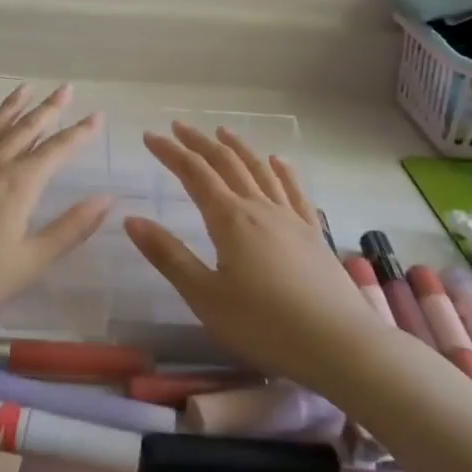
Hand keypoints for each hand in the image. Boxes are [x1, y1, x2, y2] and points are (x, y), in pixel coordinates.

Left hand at [0, 84, 110, 345]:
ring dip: (11, 107)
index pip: (57, 150)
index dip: (79, 133)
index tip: (97, 115)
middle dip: (49, 109)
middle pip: (25, 128)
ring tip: (25, 89)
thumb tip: (106, 198)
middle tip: (65, 88)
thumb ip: (71, 228)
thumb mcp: (31, 261)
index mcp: (20, 184)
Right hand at [123, 122, 382, 392]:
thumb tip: (131, 219)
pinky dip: (283, 171)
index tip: (150, 136)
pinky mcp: (314, 235)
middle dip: (200, 143)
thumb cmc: (263, 325)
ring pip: (260, 171)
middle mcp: (260, 209)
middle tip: (178, 126)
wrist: (339, 345)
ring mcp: (291, 219)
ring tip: (222, 132)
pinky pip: (295, 192)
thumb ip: (168, 255)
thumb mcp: (204, 296)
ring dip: (238, 148)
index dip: (170, 152)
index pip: (194, 174)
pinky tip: (278, 162)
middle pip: (227, 164)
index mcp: (230, 219)